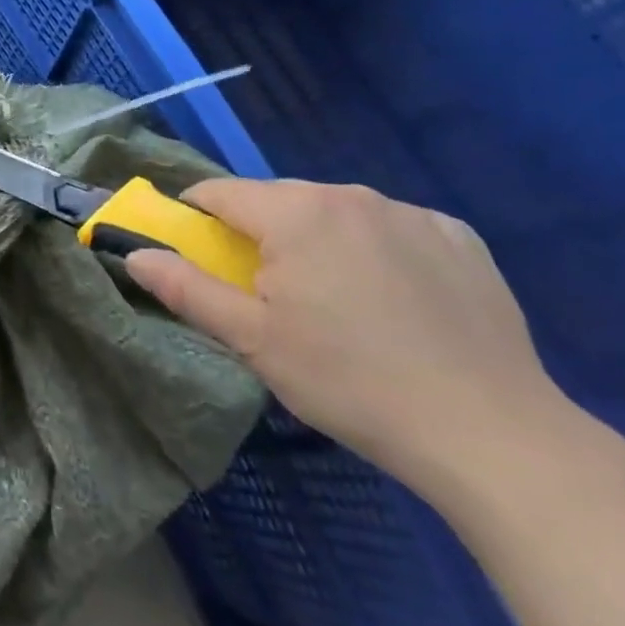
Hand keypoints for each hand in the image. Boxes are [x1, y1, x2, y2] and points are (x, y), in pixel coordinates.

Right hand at [125, 179, 564, 489]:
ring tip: (338, 305)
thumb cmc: (350, 383)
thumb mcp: (254, 341)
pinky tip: (396, 303)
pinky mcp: (459, 236)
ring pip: (336, 213)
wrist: (490, 433)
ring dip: (318, 241)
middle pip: (279, 201)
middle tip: (271, 297)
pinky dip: (376, 251)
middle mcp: (350, 195)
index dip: (197, 217)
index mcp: (295, 213)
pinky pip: (392, 229)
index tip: (199, 255)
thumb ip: (187, 289)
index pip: (221, 193)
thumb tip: (134, 254)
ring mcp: (410, 212)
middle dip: (261, 235)